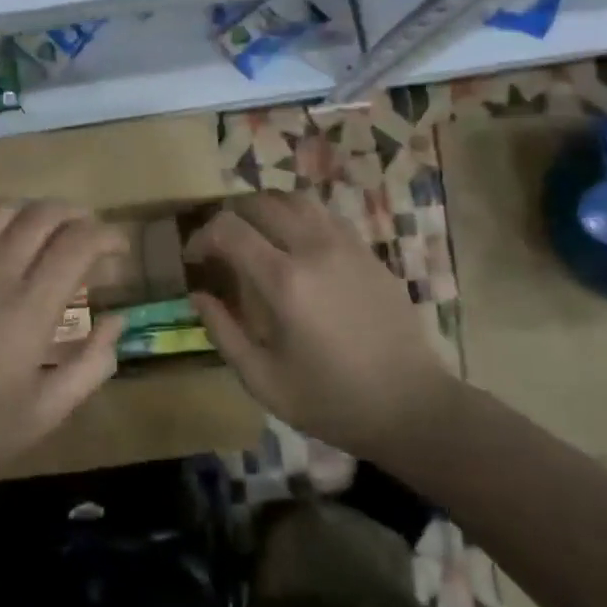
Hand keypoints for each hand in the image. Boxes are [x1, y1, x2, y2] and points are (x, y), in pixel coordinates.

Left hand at [0, 200, 124, 490]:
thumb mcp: (48, 412)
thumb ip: (92, 364)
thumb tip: (117, 320)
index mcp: (29, 311)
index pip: (77, 245)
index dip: (107, 236)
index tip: (120, 250)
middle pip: (42, 215)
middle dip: (77, 215)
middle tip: (91, 236)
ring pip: (1, 209)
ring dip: (34, 210)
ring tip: (49, 230)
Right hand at [186, 191, 455, 458]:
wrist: (412, 407)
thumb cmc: (331, 400)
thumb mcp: (263, 379)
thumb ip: (222, 332)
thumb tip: (198, 295)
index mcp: (284, 281)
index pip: (228, 229)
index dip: (201, 236)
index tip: (194, 259)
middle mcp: (313, 249)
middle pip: (259, 203)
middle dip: (229, 217)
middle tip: (220, 246)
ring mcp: (346, 245)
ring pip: (295, 199)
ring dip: (265, 209)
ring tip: (254, 235)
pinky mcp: (368, 251)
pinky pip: (324, 214)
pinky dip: (298, 217)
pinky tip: (294, 245)